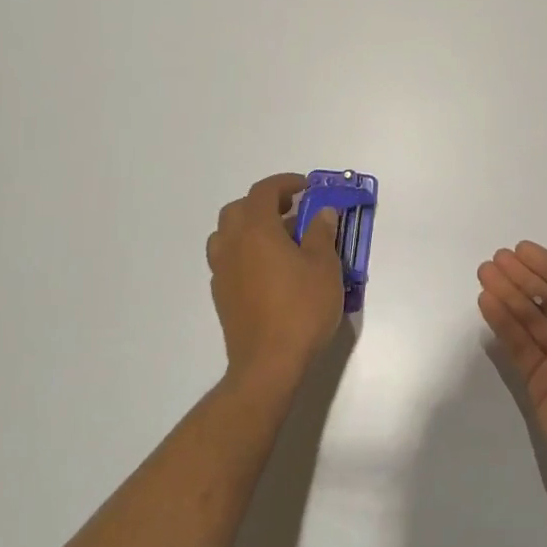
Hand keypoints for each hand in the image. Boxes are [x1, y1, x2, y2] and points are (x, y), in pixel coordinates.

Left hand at [207, 173, 344, 390]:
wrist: (268, 363)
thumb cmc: (301, 308)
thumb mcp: (325, 266)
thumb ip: (322, 233)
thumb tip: (321, 213)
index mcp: (256, 229)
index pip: (264, 191)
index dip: (285, 183)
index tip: (306, 187)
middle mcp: (232, 244)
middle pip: (238, 209)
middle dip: (264, 203)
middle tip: (292, 211)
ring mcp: (222, 271)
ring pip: (227, 234)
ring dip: (249, 227)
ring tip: (278, 240)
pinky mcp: (221, 295)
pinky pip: (228, 259)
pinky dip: (244, 251)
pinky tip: (268, 269)